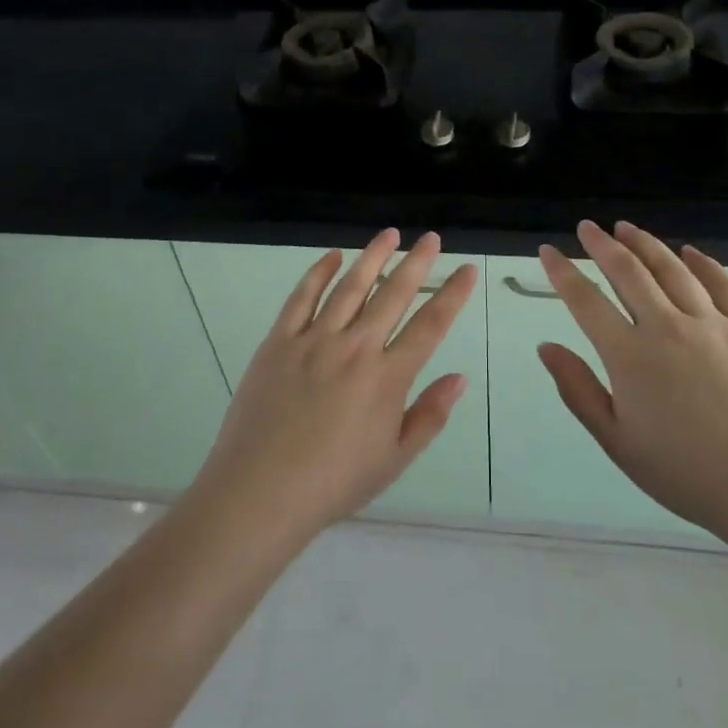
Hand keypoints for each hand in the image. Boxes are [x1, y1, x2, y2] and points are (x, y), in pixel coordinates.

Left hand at [190, 229, 477, 543]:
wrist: (260, 492)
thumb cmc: (333, 483)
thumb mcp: (394, 459)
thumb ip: (430, 415)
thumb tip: (460, 377)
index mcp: (388, 377)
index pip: (431, 325)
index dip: (452, 294)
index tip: (467, 269)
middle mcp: (356, 347)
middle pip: (393, 295)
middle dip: (417, 263)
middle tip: (431, 238)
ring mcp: (314, 340)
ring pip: (350, 286)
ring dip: (373, 257)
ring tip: (389, 234)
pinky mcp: (278, 342)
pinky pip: (302, 297)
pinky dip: (318, 273)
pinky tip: (332, 257)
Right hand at [537, 220, 727, 541]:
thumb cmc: (685, 472)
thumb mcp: (617, 441)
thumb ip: (578, 390)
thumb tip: (546, 347)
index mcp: (629, 356)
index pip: (586, 300)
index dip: (563, 272)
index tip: (548, 251)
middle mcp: (666, 326)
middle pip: (628, 272)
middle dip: (602, 244)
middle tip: (588, 227)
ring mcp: (712, 323)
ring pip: (672, 269)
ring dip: (646, 244)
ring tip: (627, 228)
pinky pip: (722, 284)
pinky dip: (702, 263)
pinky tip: (689, 252)